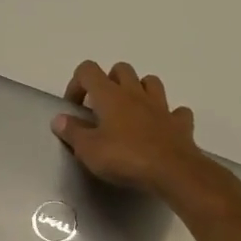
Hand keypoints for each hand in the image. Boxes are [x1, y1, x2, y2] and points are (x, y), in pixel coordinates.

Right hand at [52, 60, 208, 194]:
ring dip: (139, 90)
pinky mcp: (180, 124)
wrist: (173, 172)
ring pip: (151, 82)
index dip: (77, 83)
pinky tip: (161, 128)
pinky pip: (176, 111)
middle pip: (121, 69)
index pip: (88, 70)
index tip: (74, 107)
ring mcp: (161, 106)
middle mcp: (135, 93)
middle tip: (101, 107)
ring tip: (130, 112)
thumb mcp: (88, 150)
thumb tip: (59, 119)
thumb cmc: (125, 158)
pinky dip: (168, 116)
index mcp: (110, 95)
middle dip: (109, 81)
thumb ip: (72, 132)